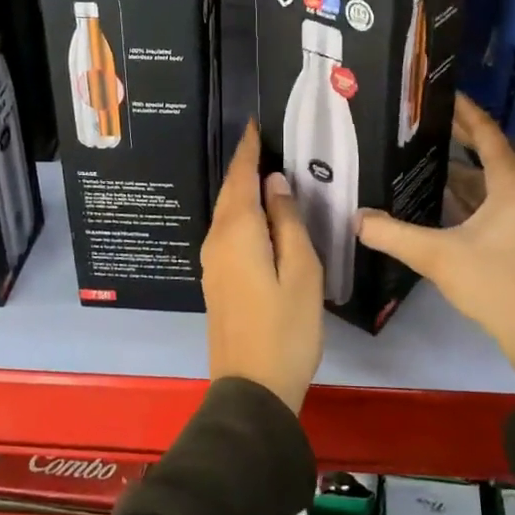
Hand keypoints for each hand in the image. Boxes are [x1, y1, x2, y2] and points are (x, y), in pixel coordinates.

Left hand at [200, 121, 323, 412]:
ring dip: (242, 189)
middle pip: (230, 193)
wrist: (252, 390)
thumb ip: (288, 222)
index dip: (249, 150)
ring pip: (227, 213)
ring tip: (265, 170)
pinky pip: (228, 232)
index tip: (255, 124)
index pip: (241, 177)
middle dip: (244, 166)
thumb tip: (276, 183)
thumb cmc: (286, 329)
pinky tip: (259, 215)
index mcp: (238, 232)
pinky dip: (241, 213)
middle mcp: (217, 240)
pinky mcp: (216, 280)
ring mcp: (212, 263)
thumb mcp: (301, 272)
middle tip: (264, 141)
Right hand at [357, 94, 514, 389]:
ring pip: (489, 180)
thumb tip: (356, 218)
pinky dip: (468, 193)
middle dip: (457, 136)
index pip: (485, 133)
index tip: (440, 92)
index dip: (463, 111)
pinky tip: (440, 197)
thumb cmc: (496, 284)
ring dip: (461, 167)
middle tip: (422, 120)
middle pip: (488, 152)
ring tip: (423, 154)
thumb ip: (393, 235)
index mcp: (511, 183)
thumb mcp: (438, 256)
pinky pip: (492, 200)